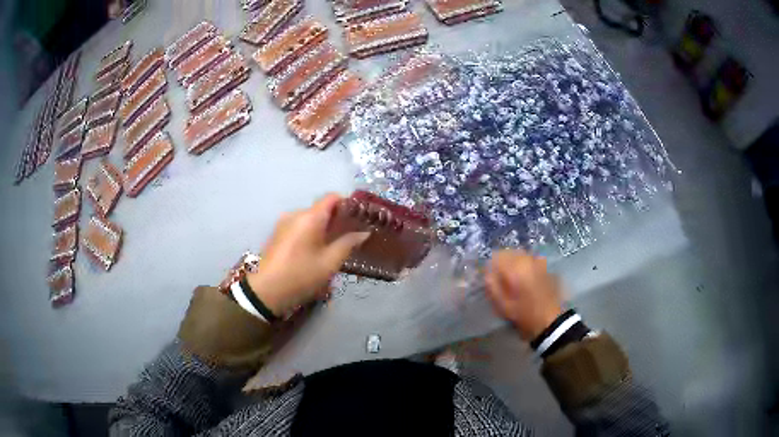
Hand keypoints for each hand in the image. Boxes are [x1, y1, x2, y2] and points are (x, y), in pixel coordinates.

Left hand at [247, 194, 369, 315]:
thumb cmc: (301, 275)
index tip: (358, 219)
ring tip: (332, 248)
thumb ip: (348, 244)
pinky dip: (310, 233)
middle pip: (321, 208)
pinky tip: (314, 252)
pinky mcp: (277, 233)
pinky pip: (299, 226)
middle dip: (336, 220)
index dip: (347, 204)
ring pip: (309, 219)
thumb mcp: (329, 263)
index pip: (332, 197)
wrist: (266, 291)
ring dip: (322, 228)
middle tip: (349, 238)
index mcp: (309, 217)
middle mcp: (295, 214)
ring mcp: (283, 223)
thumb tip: (363, 232)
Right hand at [485, 250, 563, 340]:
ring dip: (513, 262)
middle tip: (499, 278)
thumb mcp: (503, 305)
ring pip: (520, 254)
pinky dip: (524, 265)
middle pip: (508, 252)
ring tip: (511, 278)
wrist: (551, 320)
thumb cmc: (524, 314)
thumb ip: (492, 286)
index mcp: (515, 268)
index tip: (488, 278)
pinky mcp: (546, 267)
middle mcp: (527, 259)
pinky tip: (525, 278)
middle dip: (501, 262)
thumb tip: (487, 273)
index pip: (495, 256)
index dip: (489, 267)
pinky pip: (530, 259)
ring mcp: (539, 262)